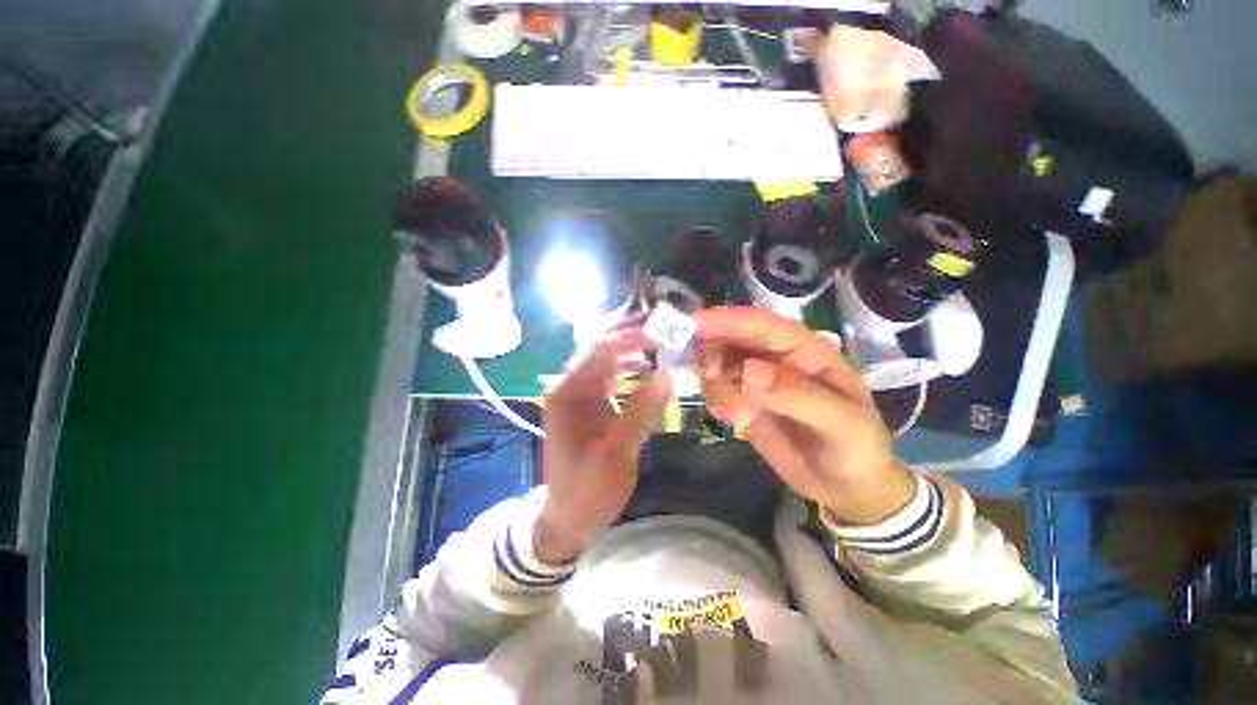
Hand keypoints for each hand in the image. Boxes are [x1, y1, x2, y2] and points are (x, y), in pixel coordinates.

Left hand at [536, 328, 672, 562]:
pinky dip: (627, 369)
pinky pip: (609, 377)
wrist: (568, 518)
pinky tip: (645, 368)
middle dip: (631, 337)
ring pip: (605, 360)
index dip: (631, 338)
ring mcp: (578, 394)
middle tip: (663, 329)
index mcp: (567, 393)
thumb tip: (667, 375)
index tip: (662, 332)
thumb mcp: (616, 452)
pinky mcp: (588, 404)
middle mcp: (568, 386)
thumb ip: (640, 410)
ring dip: (631, 350)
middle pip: (601, 349)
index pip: (600, 350)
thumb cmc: (588, 489)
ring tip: (660, 343)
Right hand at [696, 307, 916, 525]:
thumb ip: (795, 395)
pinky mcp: (744, 400)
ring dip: (714, 379)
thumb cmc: (855, 449)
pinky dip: (716, 398)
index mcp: (807, 350)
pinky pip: (718, 388)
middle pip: (735, 337)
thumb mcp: (838, 423)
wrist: (845, 486)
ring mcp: (758, 379)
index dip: (730, 320)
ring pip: (721, 361)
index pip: (765, 326)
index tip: (695, 323)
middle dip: (714, 349)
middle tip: (708, 374)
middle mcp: (778, 357)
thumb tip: (749, 369)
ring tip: (733, 409)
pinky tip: (733, 417)